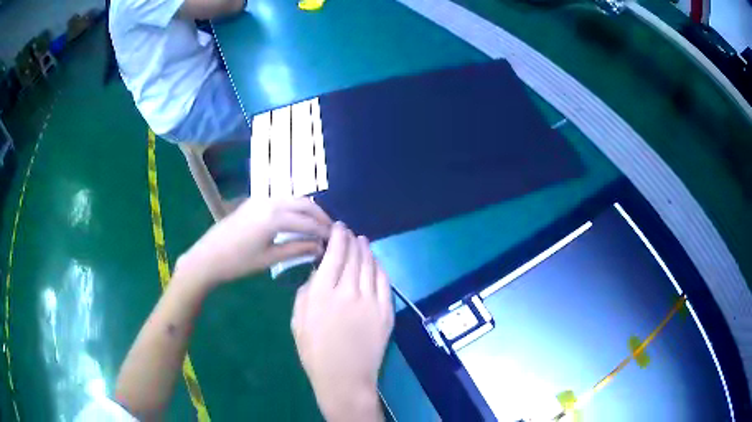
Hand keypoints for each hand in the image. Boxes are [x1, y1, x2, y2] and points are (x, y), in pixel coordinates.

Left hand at [175, 197, 331, 288]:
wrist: (208, 256)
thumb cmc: (238, 262)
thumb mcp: (269, 259)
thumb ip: (296, 249)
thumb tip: (320, 246)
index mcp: (275, 217)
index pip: (308, 222)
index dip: (324, 230)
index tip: (336, 239)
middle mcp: (271, 201)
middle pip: (304, 204)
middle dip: (320, 216)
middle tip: (331, 230)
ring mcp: (261, 199)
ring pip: (293, 199)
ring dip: (308, 210)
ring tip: (318, 225)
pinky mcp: (254, 201)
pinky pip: (282, 200)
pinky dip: (295, 207)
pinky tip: (297, 220)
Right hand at [291, 223, 393, 421]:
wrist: (344, 378)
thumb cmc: (315, 353)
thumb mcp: (297, 321)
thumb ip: (305, 292)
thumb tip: (318, 273)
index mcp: (322, 293)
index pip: (334, 254)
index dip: (338, 237)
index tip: (339, 228)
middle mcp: (348, 291)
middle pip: (354, 256)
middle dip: (352, 240)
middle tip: (350, 233)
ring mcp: (371, 300)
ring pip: (370, 265)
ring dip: (366, 250)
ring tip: (363, 242)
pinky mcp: (386, 311)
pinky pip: (385, 281)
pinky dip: (379, 267)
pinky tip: (375, 262)